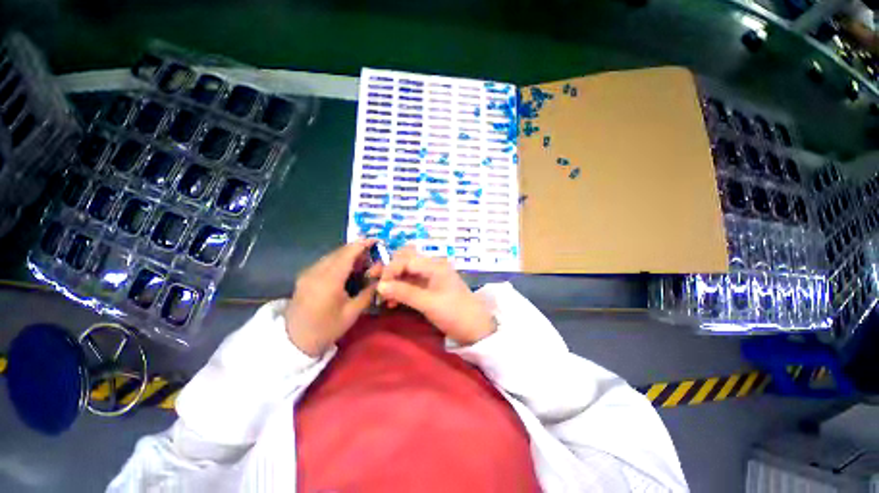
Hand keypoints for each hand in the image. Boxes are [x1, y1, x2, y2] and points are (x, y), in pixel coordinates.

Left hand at [286, 239, 379, 356]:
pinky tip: (347, 269)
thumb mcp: (352, 312)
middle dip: (357, 248)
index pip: (348, 253)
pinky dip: (339, 260)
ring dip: (348, 254)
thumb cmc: (326, 328)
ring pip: (332, 255)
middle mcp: (316, 271)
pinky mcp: (305, 276)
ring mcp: (308, 273)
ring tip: (363, 261)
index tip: (376, 240)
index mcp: (329, 280)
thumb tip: (381, 278)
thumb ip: (368, 292)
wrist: (294, 341)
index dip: (362, 244)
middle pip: (339, 252)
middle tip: (373, 253)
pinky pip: (325, 262)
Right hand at [377, 246, 494, 344]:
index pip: (406, 259)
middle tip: (375, 283)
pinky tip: (393, 302)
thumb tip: (380, 285)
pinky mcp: (430, 287)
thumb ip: (404, 292)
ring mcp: (431, 277)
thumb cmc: (455, 313)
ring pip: (407, 272)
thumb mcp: (428, 303)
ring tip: (384, 298)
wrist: (476, 329)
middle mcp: (432, 266)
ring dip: (394, 282)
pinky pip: (411, 283)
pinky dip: (401, 290)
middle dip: (389, 270)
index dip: (390, 270)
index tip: (380, 286)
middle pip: (405, 260)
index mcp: (434, 265)